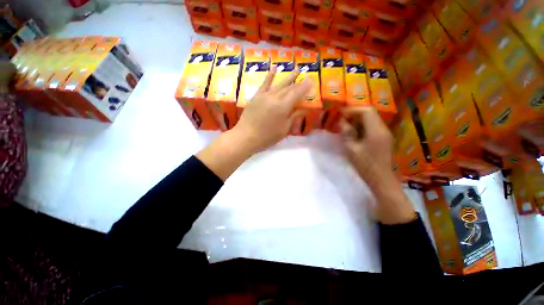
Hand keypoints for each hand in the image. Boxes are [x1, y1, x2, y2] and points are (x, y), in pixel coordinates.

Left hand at [197, 66, 311, 180]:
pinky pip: (264, 84)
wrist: (246, 137)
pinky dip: (270, 76)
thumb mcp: (284, 129)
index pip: (297, 94)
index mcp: (283, 107)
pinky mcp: (256, 96)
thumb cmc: (267, 137)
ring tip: (296, 69)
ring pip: (279, 84)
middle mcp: (275, 98)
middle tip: (306, 75)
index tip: (312, 80)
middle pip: (289, 88)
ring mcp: (265, 95)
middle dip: (299, 82)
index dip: (305, 87)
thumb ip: (294, 117)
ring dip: (288, 77)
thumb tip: (305, 108)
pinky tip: (274, 68)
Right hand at [339, 107, 415, 223]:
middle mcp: (383, 129)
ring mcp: (385, 134)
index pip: (366, 111)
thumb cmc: (365, 165)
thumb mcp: (352, 149)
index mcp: (376, 131)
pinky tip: (354, 133)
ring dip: (358, 120)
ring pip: (371, 120)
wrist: (381, 179)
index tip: (340, 113)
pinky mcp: (383, 139)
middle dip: (354, 114)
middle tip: (342, 120)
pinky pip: (372, 127)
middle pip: (370, 114)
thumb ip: (347, 133)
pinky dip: (362, 127)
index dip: (352, 110)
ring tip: (346, 127)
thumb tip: (342, 122)